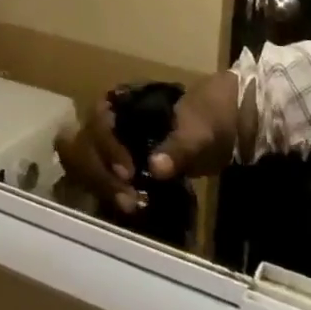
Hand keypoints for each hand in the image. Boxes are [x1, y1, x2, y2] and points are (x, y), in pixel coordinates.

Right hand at [55, 73, 241, 212]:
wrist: (225, 126)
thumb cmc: (206, 118)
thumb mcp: (197, 129)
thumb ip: (178, 147)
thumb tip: (156, 168)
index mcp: (122, 102)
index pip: (98, 121)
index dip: (107, 146)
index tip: (128, 173)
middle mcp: (109, 122)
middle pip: (84, 144)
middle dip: (99, 173)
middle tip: (127, 199)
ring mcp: (113, 145)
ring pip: (87, 162)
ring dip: (101, 185)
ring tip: (129, 206)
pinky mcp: (121, 166)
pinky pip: (102, 178)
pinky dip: (109, 192)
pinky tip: (128, 207)